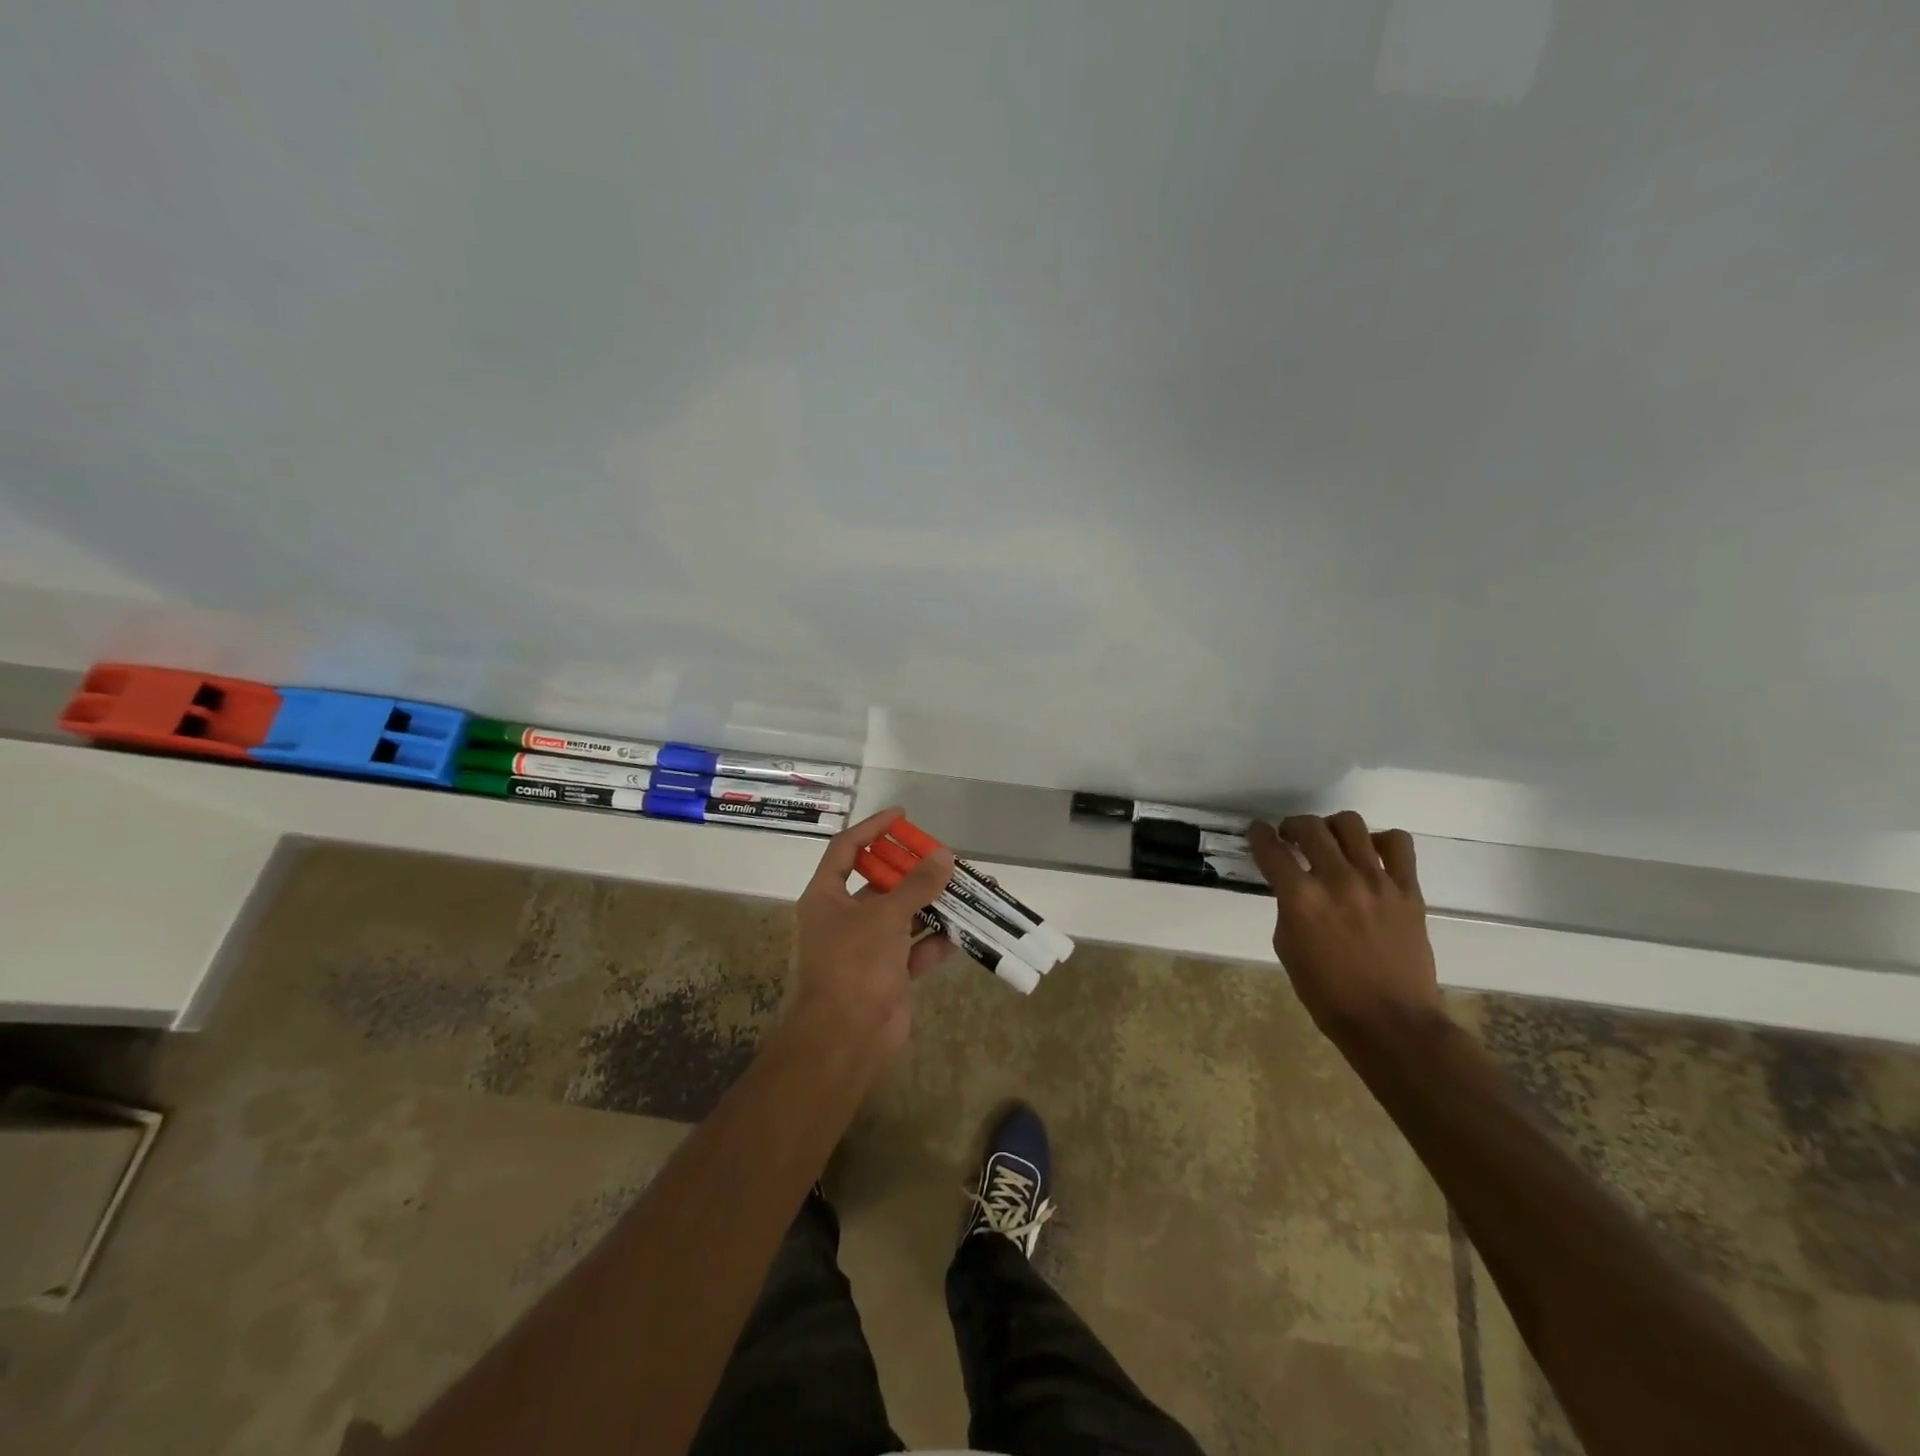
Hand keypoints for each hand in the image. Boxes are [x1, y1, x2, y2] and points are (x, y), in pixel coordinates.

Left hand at [791, 807, 956, 1054]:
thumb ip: (916, 885)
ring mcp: (867, 947)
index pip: (847, 849)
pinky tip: (965, 929)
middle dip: (913, 871)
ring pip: (903, 916)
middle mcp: (844, 917)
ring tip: (966, 888)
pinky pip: (916, 947)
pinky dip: (937, 940)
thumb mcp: (885, 917)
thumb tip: (944, 856)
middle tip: (945, 857)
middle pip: (881, 883)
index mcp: (827, 897)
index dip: (873, 828)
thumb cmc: (854, 966)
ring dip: (932, 904)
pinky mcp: (889, 973)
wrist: (845, 1040)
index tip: (903, 816)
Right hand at [1246, 812, 1443, 1041]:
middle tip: (1291, 837)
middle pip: (1310, 827)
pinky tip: (1372, 856)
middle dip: (1293, 826)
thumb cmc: (1327, 993)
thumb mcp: (1287, 947)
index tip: (1258, 831)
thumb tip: (1295, 887)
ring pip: (1351, 825)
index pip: (1271, 850)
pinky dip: (1381, 841)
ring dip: (1332, 827)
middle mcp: (1336, 880)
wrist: (1390, 1020)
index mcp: (1300, 899)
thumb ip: (1289, 908)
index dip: (1259, 835)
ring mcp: (1376, 882)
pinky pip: (1398, 844)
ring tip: (1331, 841)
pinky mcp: (1408, 890)